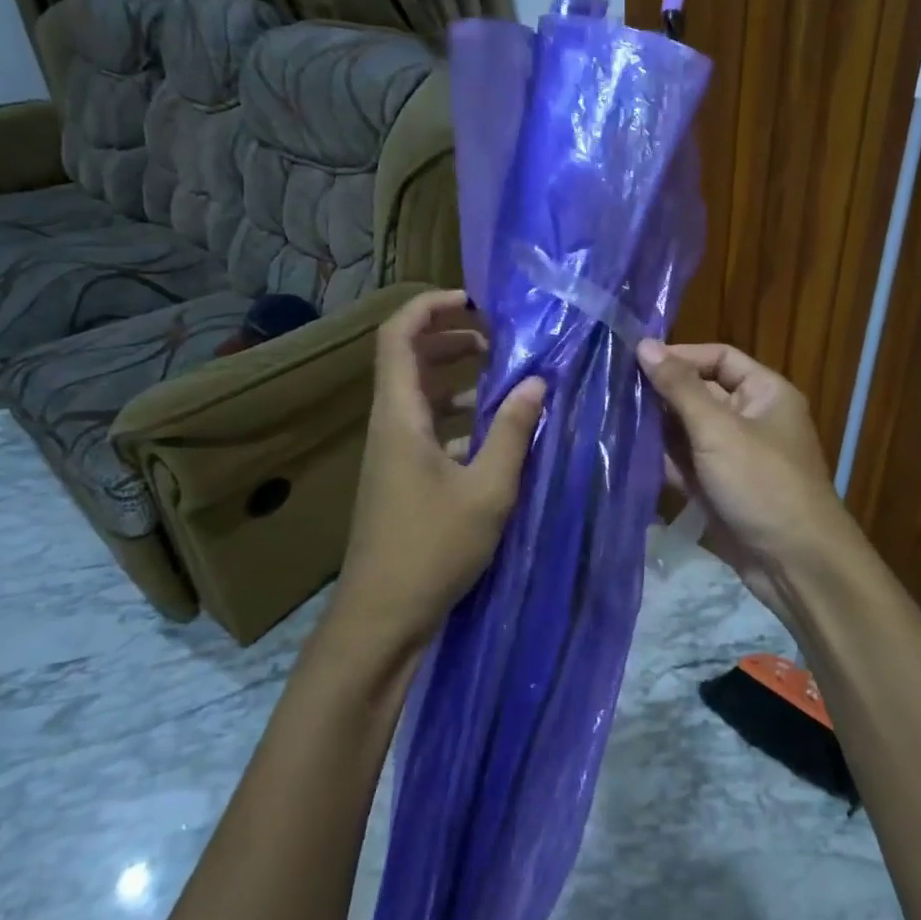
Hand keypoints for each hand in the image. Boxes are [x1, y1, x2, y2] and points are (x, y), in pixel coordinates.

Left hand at [333, 290, 545, 652]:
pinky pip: (429, 428)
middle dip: (452, 339)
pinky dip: (460, 418)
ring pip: (422, 396)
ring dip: (459, 380)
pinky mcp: (402, 478)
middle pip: (409, 359)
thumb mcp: (487, 489)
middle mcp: (389, 425)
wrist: (382, 618)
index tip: (474, 301)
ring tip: (508, 381)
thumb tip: (538, 382)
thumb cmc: (432, 549)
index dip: (430, 307)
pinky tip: (497, 434)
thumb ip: (512, 431)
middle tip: (498, 339)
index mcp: (399, 416)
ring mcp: (393, 453)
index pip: (398, 336)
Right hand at [638, 339, 856, 619]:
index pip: (718, 357)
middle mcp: (750, 418)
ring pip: (687, 430)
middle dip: (660, 393)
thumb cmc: (762, 483)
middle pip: (699, 393)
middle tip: (613, 391)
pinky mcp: (718, 487)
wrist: (795, 564)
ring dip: (655, 427)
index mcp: (764, 393)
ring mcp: (733, 455)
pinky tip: (626, 454)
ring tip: (610, 418)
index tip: (635, 360)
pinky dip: (661, 459)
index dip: (680, 356)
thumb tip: (644, 344)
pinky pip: (685, 463)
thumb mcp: (718, 429)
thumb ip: (679, 387)